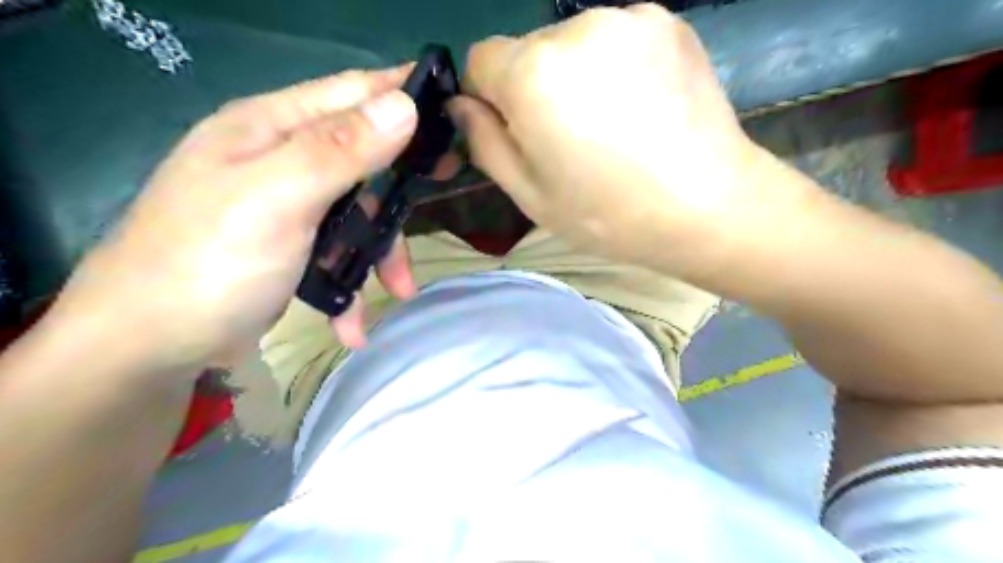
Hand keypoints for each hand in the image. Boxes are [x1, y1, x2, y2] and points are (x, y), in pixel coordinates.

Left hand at [47, 65, 420, 372]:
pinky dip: (351, 284)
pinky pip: (337, 251)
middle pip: (362, 155)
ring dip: (380, 250)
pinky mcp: (289, 248)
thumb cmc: (210, 263)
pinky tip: (353, 323)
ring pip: (357, 211)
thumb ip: (340, 150)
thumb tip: (403, 104)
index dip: (403, 94)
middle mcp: (280, 159)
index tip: (455, 109)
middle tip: (444, 182)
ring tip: (399, 290)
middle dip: (401, 180)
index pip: (352, 91)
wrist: (147, 347)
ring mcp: (286, 206)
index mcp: (271, 128)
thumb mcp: (277, 198)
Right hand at [451, 4, 808, 274]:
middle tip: (570, 138)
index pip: (480, 59)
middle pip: (529, 50)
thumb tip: (462, 105)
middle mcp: (575, 29)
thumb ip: (484, 143)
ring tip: (611, 124)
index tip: (517, 131)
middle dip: (534, 87)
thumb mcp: (530, 194)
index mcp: (533, 74)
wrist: (707, 207)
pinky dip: (616, 65)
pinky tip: (640, 106)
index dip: (490, 96)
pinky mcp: (668, 20)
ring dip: (576, 74)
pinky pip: (617, 37)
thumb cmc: (608, 213)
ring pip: (573, 42)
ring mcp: (628, 18)